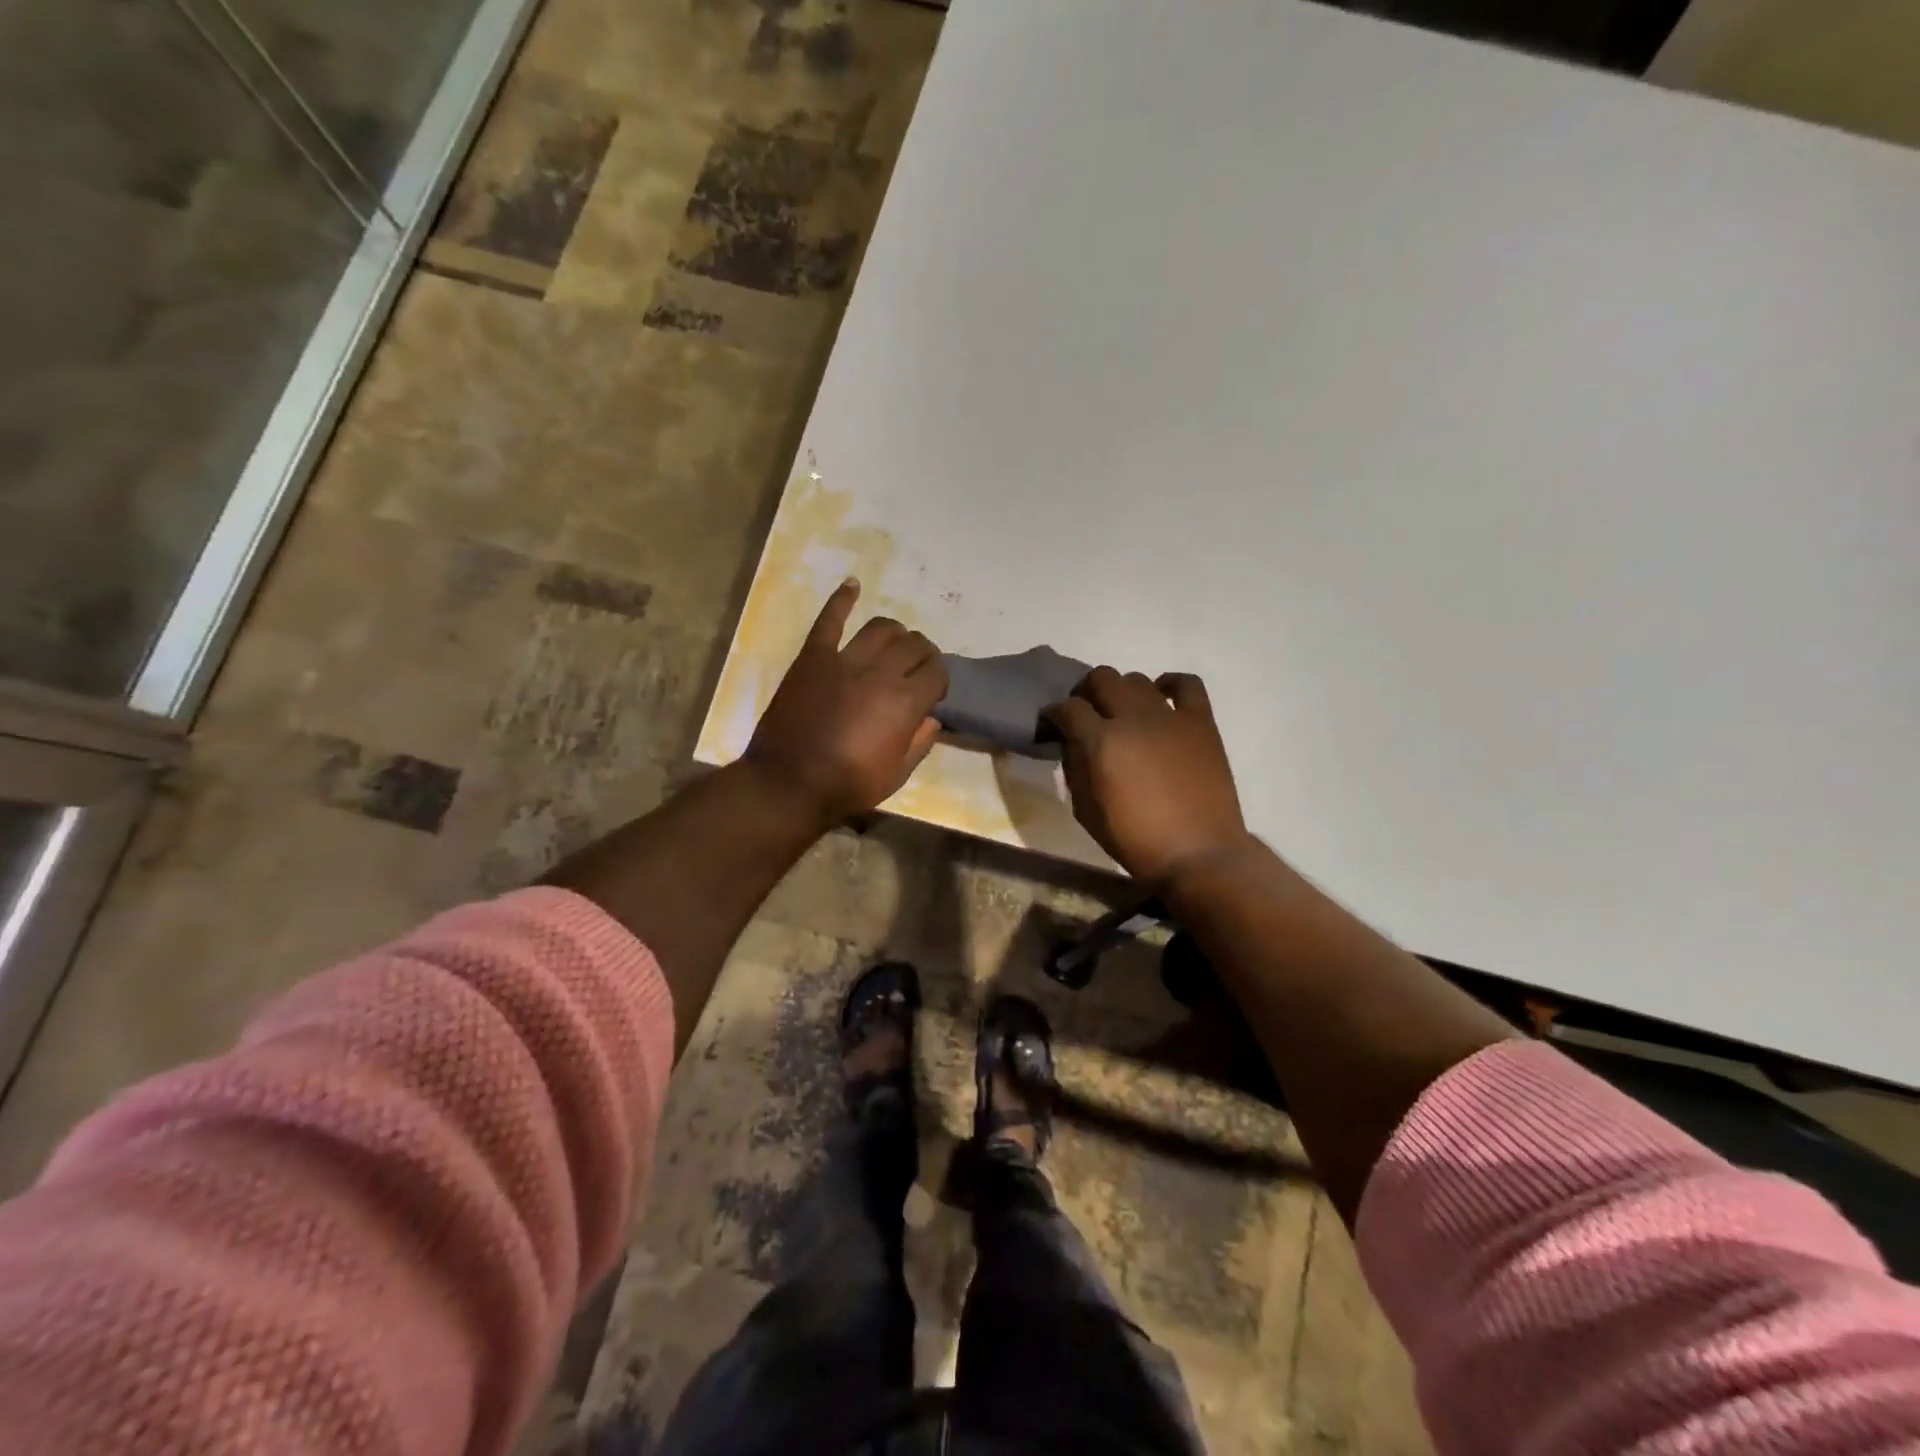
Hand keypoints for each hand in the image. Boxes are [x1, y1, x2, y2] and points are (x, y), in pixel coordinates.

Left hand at [745, 580, 947, 823]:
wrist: (788, 784)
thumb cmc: (847, 786)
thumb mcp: (896, 775)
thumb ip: (919, 743)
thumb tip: (932, 718)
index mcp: (905, 703)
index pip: (937, 672)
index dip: (939, 679)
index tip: (932, 690)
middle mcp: (880, 673)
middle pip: (914, 645)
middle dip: (923, 654)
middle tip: (916, 668)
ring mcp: (843, 660)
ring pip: (881, 628)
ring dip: (895, 633)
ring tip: (894, 643)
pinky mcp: (812, 657)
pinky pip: (830, 620)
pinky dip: (842, 599)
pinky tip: (853, 585)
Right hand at [1043, 668, 1253, 887]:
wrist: (1198, 854)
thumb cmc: (1136, 840)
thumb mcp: (1086, 812)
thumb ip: (1075, 771)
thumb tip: (1072, 745)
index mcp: (1101, 742)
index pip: (1068, 708)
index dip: (1054, 713)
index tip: (1052, 724)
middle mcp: (1133, 718)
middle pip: (1101, 679)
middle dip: (1085, 692)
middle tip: (1085, 713)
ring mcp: (1170, 716)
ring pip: (1136, 679)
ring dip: (1122, 691)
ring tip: (1123, 712)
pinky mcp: (1201, 722)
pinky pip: (1187, 684)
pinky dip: (1170, 684)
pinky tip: (1162, 696)